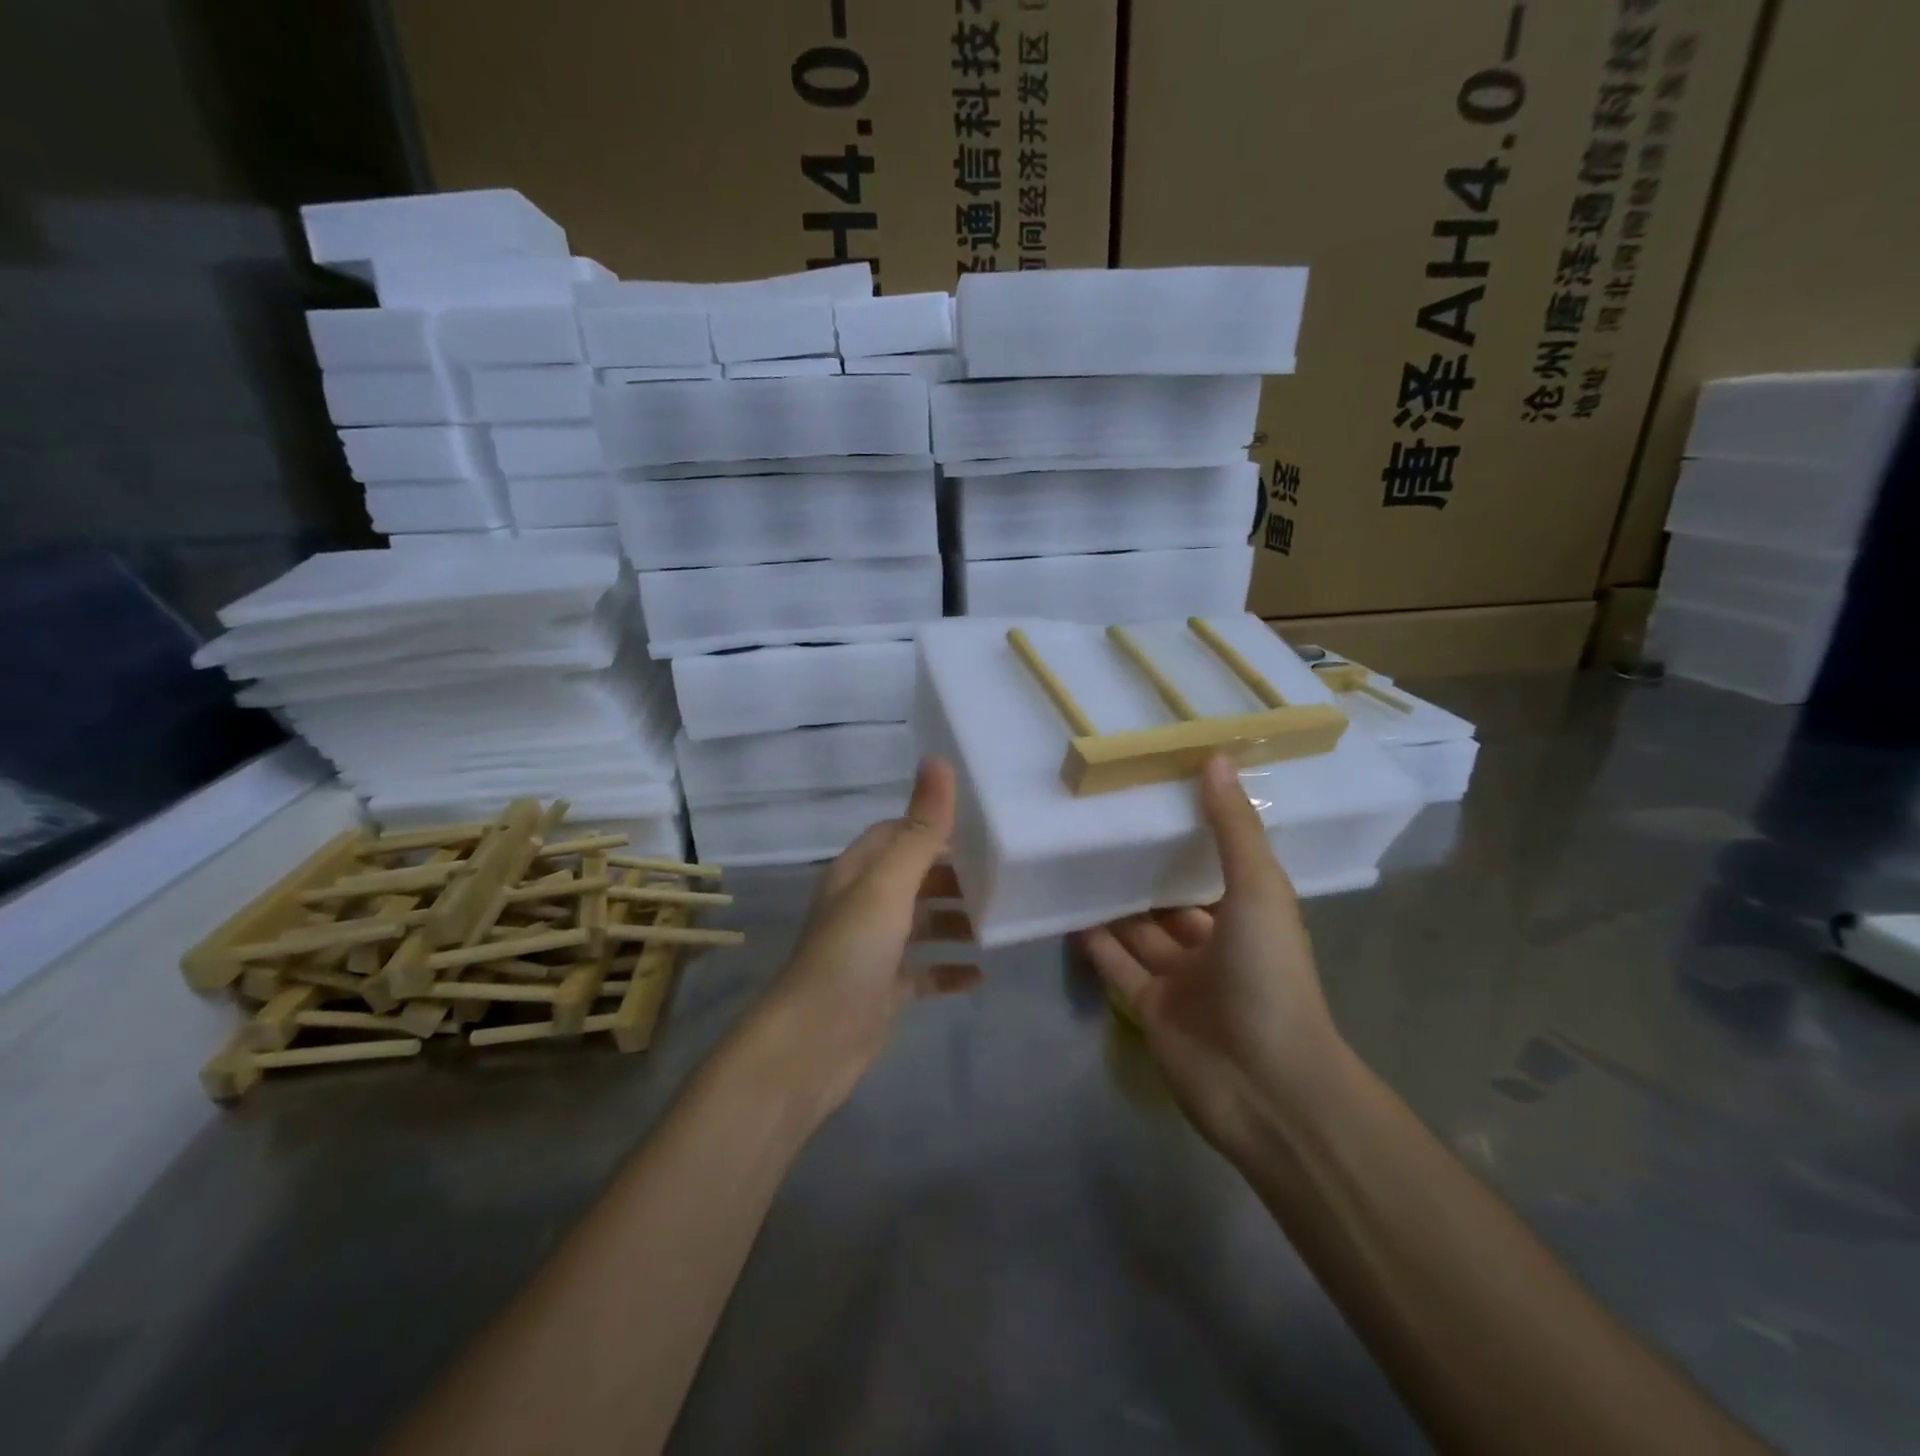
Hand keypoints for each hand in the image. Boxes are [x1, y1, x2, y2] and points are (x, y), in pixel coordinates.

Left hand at [755, 757, 973, 1112]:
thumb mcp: (889, 884)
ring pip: (921, 922)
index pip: (897, 833)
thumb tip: (937, 759)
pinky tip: (980, 976)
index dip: (934, 828)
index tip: (982, 830)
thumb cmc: (851, 953)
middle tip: (1003, 877)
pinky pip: (924, 971)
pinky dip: (949, 969)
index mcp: (858, 872)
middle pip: (914, 877)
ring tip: (998, 922)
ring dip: (956, 920)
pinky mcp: (883, 989)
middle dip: (954, 876)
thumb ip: (919, 828)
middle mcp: (862, 904)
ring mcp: (872, 948)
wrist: (813, 1044)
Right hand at [1073, 754, 1344, 1151]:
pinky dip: (1094, 941)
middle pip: (1172, 898)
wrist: (1263, 1084)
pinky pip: (1116, 966)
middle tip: (1101, 824)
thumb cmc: (1268, 975)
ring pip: (1140, 931)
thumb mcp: (1258, 889)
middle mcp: (1215, 944)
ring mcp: (1180, 980)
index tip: (1154, 795)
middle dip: (1144, 867)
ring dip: (1113, 901)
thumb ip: (1232, 828)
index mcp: (1248, 914)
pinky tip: (1066, 909)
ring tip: (1075, 857)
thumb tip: (1215, 757)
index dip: (1190, 832)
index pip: (1216, 865)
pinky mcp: (1150, 1008)